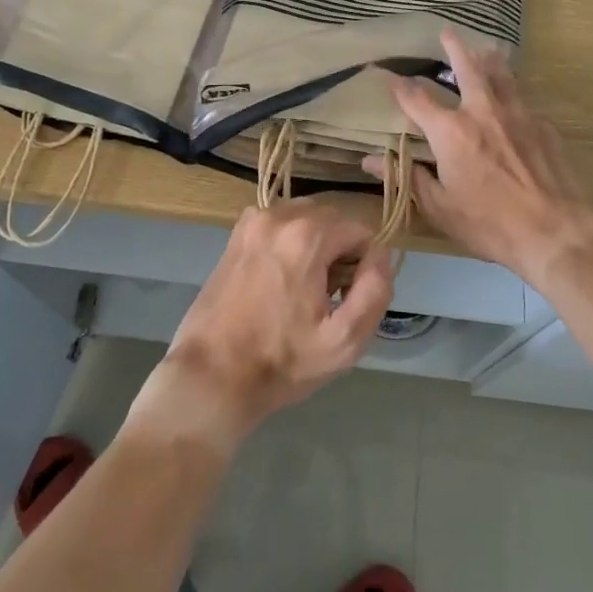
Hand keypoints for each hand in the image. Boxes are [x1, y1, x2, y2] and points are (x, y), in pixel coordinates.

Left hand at [127, 201, 393, 453]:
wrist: (211, 375)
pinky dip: (289, 242)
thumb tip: (381, 256)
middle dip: (340, 251)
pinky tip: (280, 280)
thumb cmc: (281, 362)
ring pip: (306, 219)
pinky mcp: (236, 234)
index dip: (365, 264)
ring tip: (304, 290)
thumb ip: (375, 291)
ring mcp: (253, 221)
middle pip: (332, 220)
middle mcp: (279, 216)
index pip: (360, 230)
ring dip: (316, 245)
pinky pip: (280, 225)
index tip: (349, 296)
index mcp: (307, 235)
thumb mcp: (344, 341)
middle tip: (329, 296)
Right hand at [370, 30, 592, 284]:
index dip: (397, 85)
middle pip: (467, 68)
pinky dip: (514, 93)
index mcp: (451, 131)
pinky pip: (524, 100)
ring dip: (489, 59)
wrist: (555, 232)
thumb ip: (407, 178)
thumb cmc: (489, 224)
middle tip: (447, 31)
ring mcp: (518, 115)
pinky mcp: (544, 126)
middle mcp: (483, 112)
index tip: (385, 74)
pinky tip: (515, 101)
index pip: (415, 99)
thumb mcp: (439, 208)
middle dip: (454, 47)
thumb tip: (369, 161)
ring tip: (485, 48)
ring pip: (501, 75)